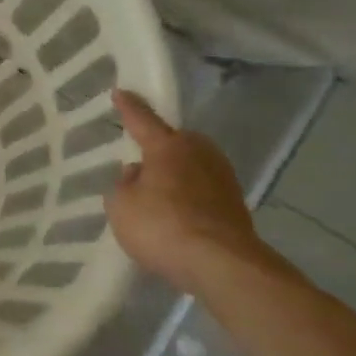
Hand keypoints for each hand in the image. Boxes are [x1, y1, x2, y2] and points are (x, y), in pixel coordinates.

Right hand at [105, 91, 269, 295]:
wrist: (221, 264)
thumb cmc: (161, 226)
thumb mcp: (121, 206)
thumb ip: (124, 185)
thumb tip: (137, 174)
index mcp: (168, 147)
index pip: (143, 120)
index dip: (129, 108)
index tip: (120, 92)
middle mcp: (199, 153)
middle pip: (175, 143)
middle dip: (159, 148)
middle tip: (141, 162)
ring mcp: (222, 178)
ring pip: (191, 167)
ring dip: (175, 176)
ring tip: (157, 195)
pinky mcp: (235, 204)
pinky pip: (202, 191)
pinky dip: (189, 198)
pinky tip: (177, 216)